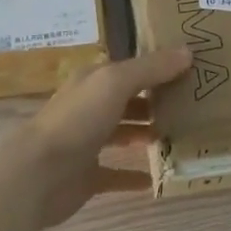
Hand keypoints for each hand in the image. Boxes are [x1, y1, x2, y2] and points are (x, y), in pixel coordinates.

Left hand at [12, 46, 191, 226]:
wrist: (38, 174)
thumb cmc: (78, 119)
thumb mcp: (116, 83)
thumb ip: (151, 68)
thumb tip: (188, 52)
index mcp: (94, 81)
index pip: (130, 69)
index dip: (157, 67)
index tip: (190, 71)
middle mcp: (90, 107)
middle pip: (128, 100)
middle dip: (155, 101)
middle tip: (191, 105)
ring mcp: (87, 142)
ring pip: (123, 133)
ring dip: (146, 133)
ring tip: (179, 135)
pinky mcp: (86, 176)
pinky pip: (117, 174)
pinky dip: (135, 175)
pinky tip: (158, 179)